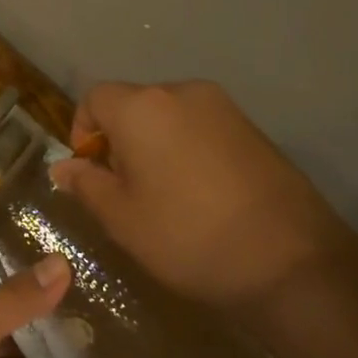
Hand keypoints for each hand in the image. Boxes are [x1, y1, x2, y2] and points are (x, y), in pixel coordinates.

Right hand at [49, 81, 354, 309]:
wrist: (293, 264)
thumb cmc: (188, 236)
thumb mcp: (121, 218)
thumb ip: (86, 184)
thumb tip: (64, 167)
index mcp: (140, 107)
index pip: (93, 98)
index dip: (83, 132)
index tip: (93, 173)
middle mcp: (180, 93)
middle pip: (132, 103)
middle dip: (120, 138)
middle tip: (127, 188)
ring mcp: (223, 108)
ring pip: (169, 116)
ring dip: (156, 143)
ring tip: (166, 193)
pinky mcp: (254, 129)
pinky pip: (202, 128)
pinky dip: (189, 149)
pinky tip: (203, 193)